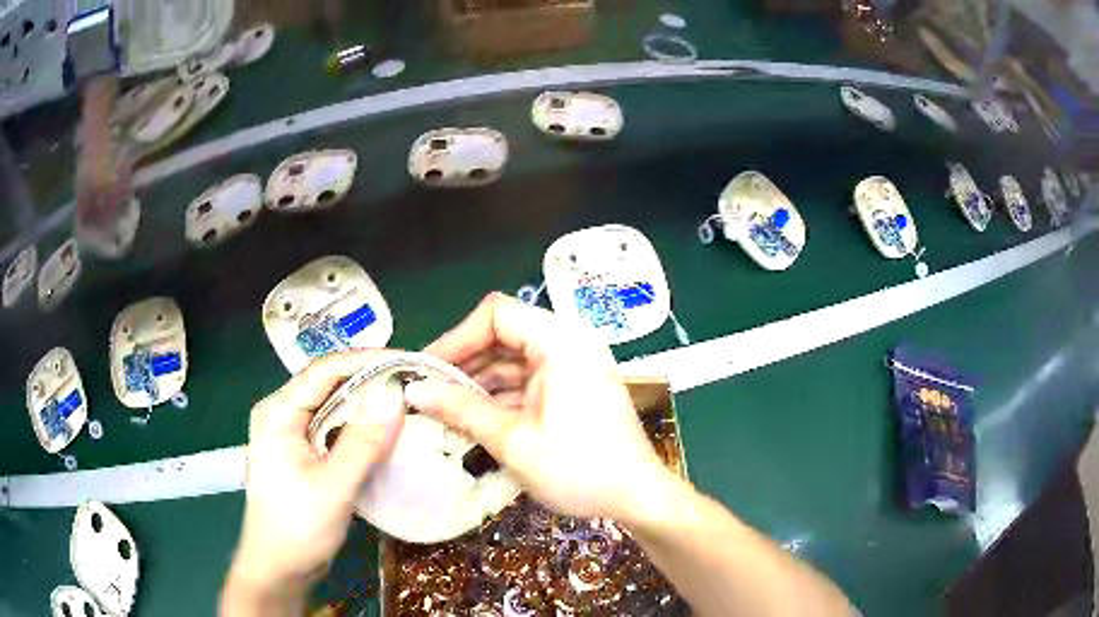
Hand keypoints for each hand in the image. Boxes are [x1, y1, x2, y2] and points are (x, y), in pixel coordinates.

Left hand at [226, 352, 403, 601]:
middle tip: (412, 381)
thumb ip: (363, 442)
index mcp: (278, 412)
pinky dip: (359, 426)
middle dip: (369, 379)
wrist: (278, 567)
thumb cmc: (298, 527)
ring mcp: (290, 434)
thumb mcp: (333, 486)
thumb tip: (396, 396)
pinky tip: (384, 431)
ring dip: (366, 403)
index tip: (406, 361)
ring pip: (332, 405)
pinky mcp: (301, 452)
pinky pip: (333, 428)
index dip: (366, 360)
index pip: (324, 370)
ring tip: (405, 401)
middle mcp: (281, 413)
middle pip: (328, 383)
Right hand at [404, 293, 673, 522]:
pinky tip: (473, 419)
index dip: (457, 337)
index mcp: (561, 343)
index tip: (428, 368)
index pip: (497, 315)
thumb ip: (461, 410)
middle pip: (504, 336)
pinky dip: (500, 397)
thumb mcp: (513, 441)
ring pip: (513, 361)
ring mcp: (572, 367)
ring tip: (443, 410)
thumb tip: (414, 391)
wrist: (638, 497)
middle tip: (429, 391)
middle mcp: (568, 344)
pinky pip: (527, 381)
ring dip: (479, 383)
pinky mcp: (572, 388)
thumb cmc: (579, 469)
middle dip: (465, 363)